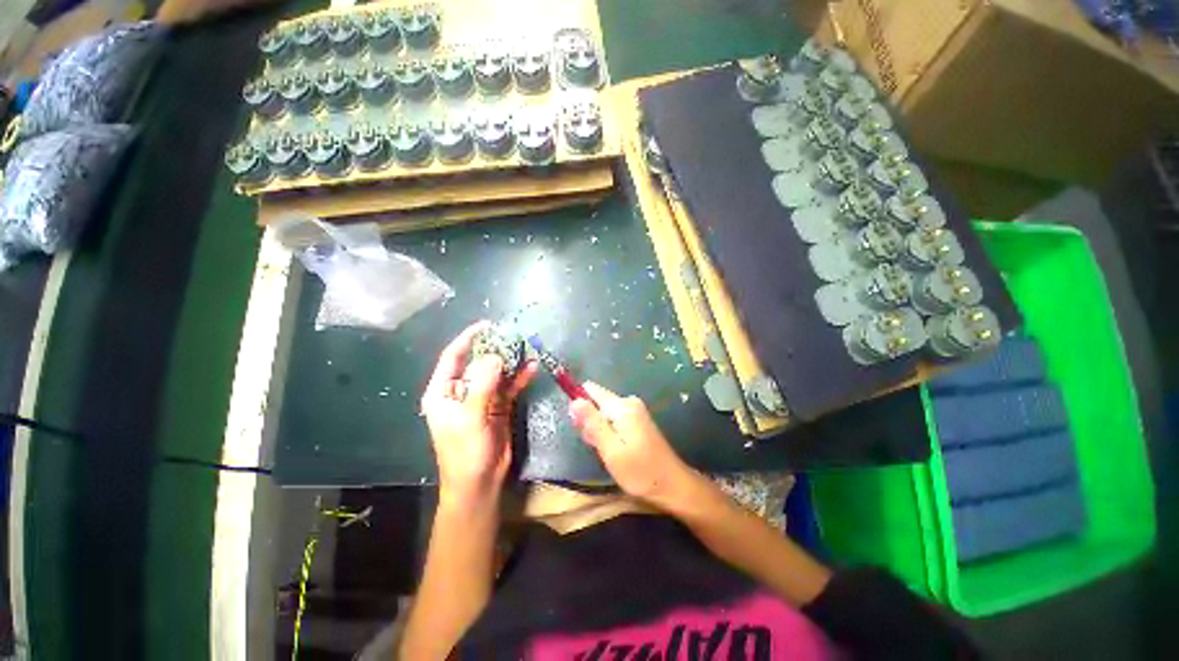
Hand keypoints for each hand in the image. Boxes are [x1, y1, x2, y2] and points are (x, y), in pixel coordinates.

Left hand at [421, 321, 537, 505]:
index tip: (487, 325)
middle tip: (514, 335)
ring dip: (511, 362)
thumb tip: (496, 357)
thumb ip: (482, 386)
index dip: (468, 339)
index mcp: (443, 391)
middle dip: (495, 348)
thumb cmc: (465, 452)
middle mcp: (461, 391)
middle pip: (478, 362)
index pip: (453, 357)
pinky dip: (520, 378)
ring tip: (527, 347)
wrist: (480, 482)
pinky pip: (509, 387)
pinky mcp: (499, 406)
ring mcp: (482, 398)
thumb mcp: (470, 418)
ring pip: (497, 373)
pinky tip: (532, 368)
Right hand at [569, 382, 696, 507]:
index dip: (579, 405)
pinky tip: (614, 450)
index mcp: (621, 406)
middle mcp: (629, 402)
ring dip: (598, 430)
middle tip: (596, 445)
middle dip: (590, 421)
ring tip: (606, 451)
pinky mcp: (638, 420)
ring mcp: (635, 411)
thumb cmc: (640, 471)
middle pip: (597, 402)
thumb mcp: (610, 449)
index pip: (591, 390)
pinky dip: (608, 433)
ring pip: (604, 413)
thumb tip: (574, 400)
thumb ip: (592, 423)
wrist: (673, 484)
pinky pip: (614, 419)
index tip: (579, 427)